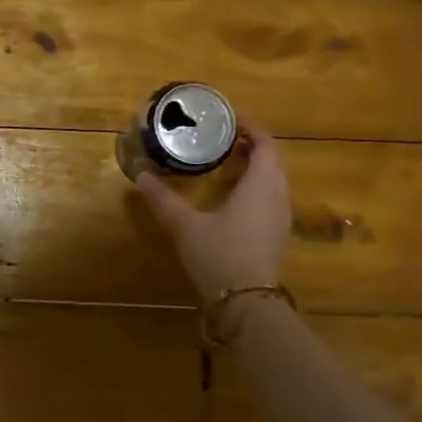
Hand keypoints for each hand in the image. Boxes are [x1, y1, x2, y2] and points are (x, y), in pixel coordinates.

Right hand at [136, 118, 291, 304]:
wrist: (246, 304)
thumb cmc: (219, 255)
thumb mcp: (185, 225)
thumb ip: (163, 199)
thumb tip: (141, 176)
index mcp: (261, 184)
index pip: (266, 143)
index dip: (251, 127)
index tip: (229, 118)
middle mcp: (278, 196)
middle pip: (272, 160)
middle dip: (251, 144)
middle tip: (222, 137)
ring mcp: (281, 217)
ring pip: (273, 180)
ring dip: (255, 166)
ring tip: (226, 161)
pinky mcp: (276, 234)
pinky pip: (271, 197)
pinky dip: (255, 185)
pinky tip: (232, 195)